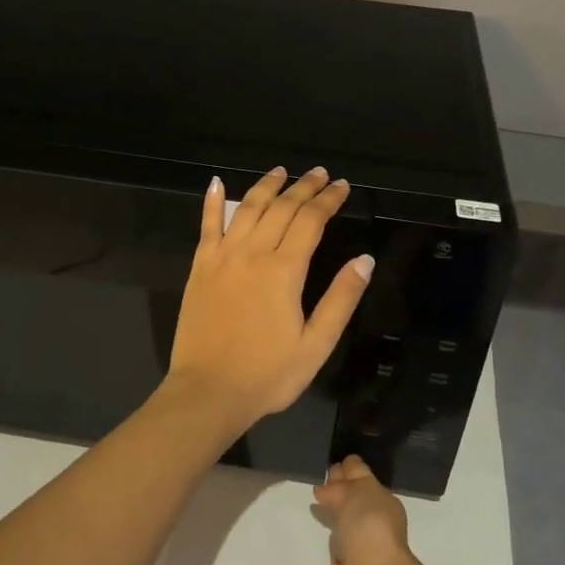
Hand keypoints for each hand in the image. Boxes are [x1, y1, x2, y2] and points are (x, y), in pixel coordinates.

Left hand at [165, 167, 373, 426]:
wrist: (208, 392)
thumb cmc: (268, 375)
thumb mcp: (316, 344)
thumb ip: (341, 299)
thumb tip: (364, 260)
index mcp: (284, 271)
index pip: (311, 221)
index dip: (328, 200)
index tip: (342, 186)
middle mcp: (253, 253)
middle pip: (282, 207)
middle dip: (303, 187)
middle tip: (319, 173)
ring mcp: (222, 257)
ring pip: (247, 208)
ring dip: (266, 186)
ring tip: (281, 171)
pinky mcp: (200, 268)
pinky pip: (206, 226)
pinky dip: (212, 202)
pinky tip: (216, 183)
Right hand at [313, 455, 420, 564]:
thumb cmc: (371, 529)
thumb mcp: (358, 493)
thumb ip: (340, 488)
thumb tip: (324, 490)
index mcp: (380, 501)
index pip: (361, 477)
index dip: (348, 468)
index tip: (329, 459)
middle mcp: (370, 523)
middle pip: (351, 500)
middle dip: (337, 490)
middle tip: (316, 477)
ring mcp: (357, 549)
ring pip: (342, 524)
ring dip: (331, 516)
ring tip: (311, 503)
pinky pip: (332, 551)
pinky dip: (325, 544)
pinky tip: (313, 535)